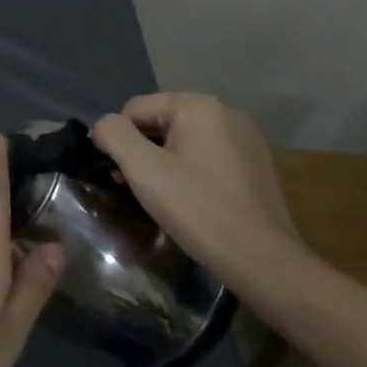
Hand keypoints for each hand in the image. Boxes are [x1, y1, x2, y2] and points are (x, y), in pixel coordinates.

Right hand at [91, 93, 301, 264]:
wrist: (263, 261)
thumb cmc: (198, 209)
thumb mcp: (143, 169)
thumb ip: (114, 135)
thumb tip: (103, 126)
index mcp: (199, 105)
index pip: (136, 109)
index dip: (119, 140)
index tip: (120, 175)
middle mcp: (226, 112)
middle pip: (161, 122)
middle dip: (142, 151)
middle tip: (136, 188)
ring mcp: (246, 138)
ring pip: (184, 141)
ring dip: (164, 162)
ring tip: (161, 197)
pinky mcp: (256, 164)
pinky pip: (207, 156)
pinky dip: (190, 172)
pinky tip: (191, 200)